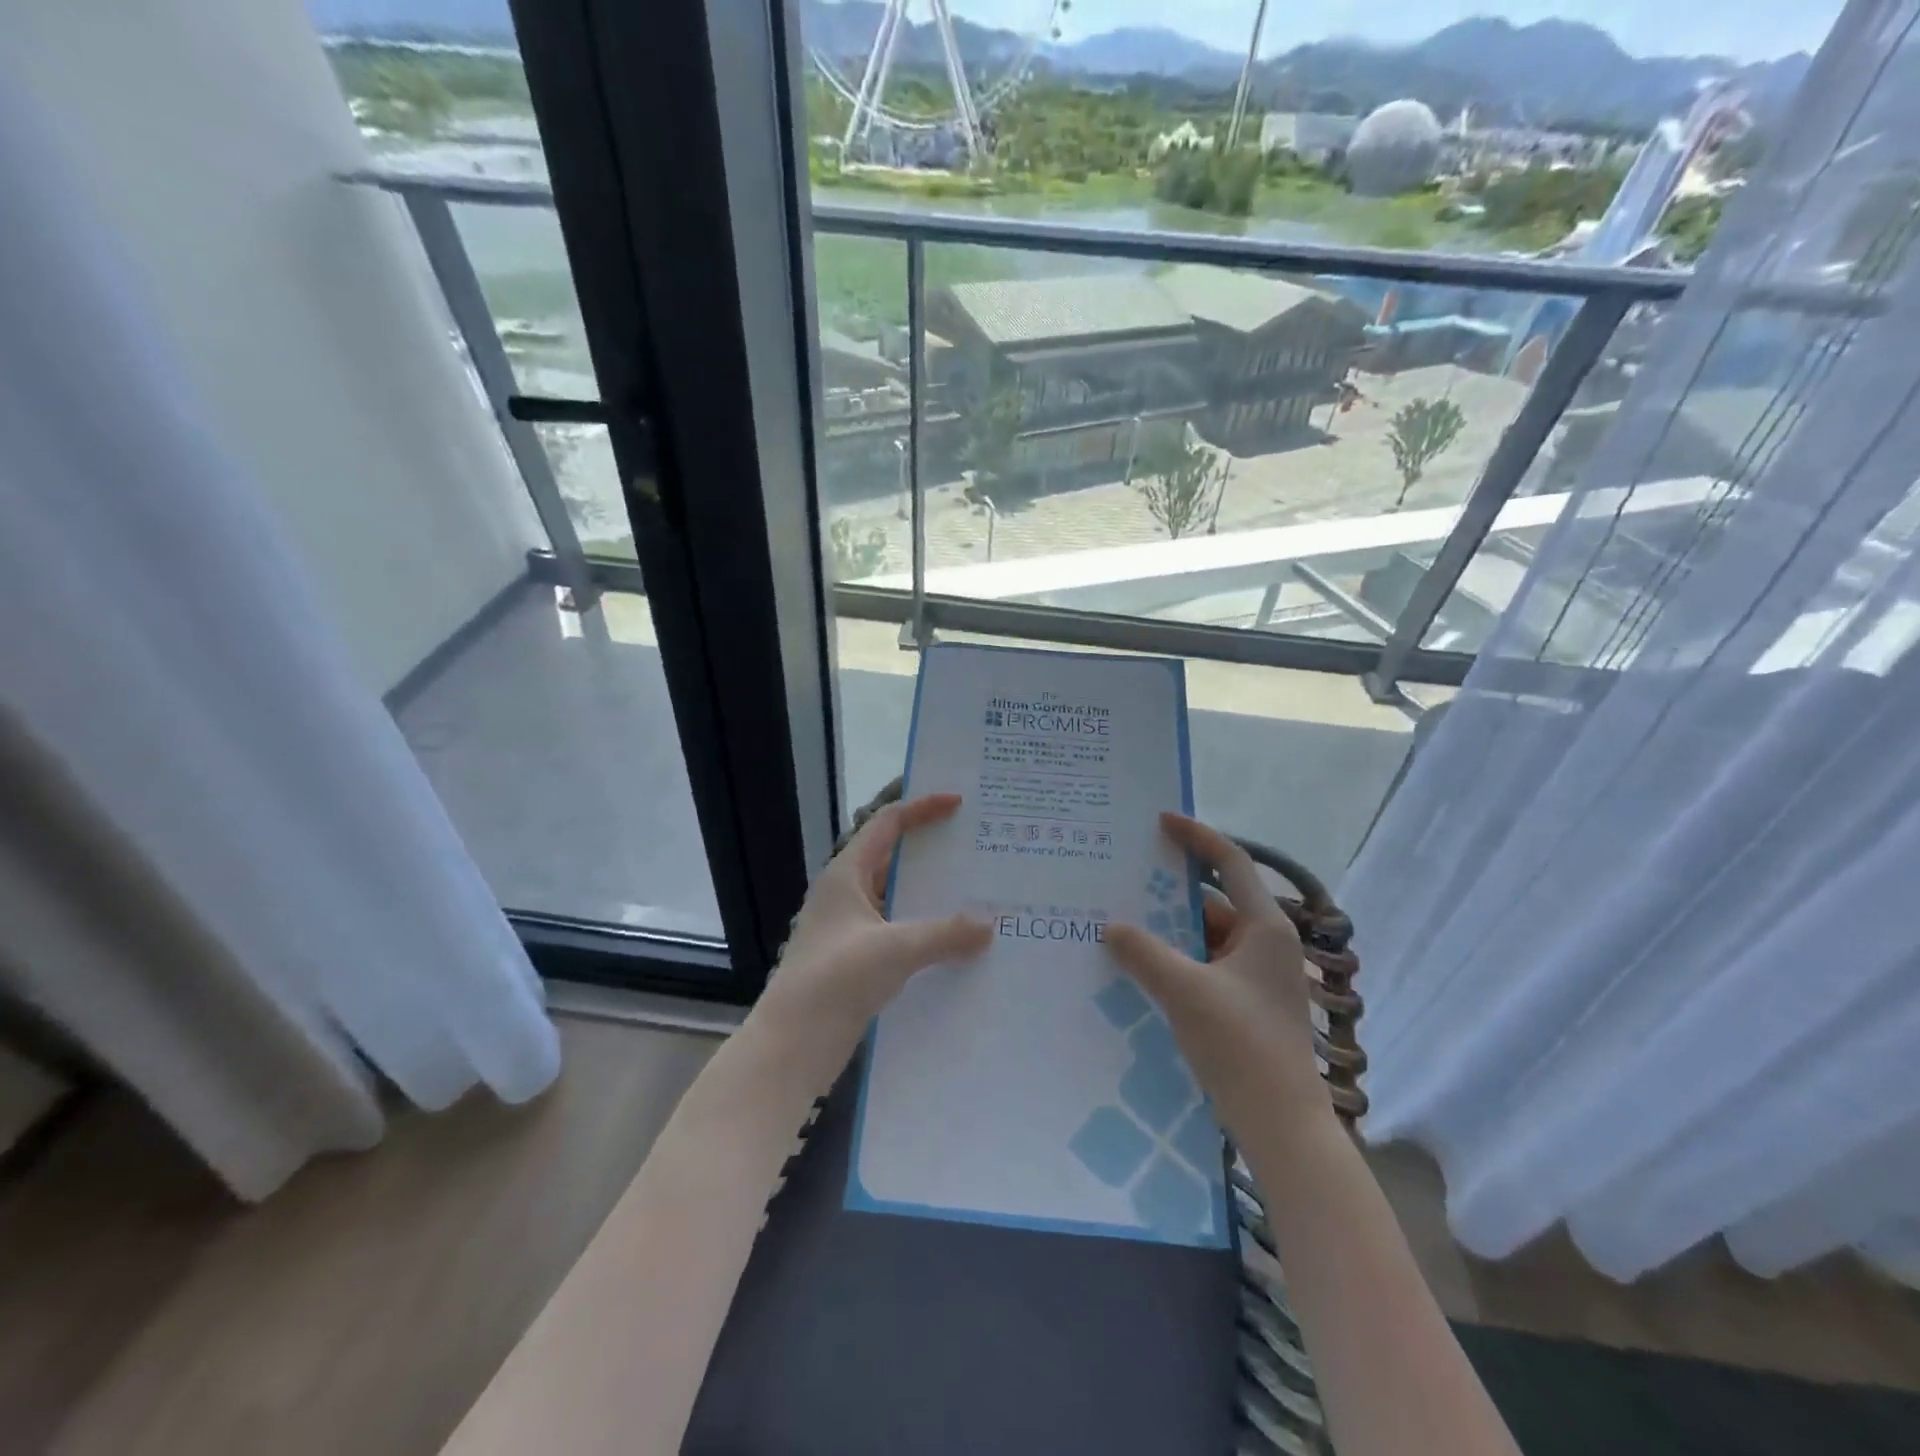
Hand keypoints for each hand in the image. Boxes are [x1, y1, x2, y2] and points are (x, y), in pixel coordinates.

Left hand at [753, 793, 991, 1072]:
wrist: (791, 1046)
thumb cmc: (836, 980)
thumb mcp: (895, 950)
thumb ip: (945, 934)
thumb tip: (990, 923)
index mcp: (846, 874)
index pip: (887, 824)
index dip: (922, 808)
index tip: (959, 804)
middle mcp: (846, 894)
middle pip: (893, 858)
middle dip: (933, 852)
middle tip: (977, 848)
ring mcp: (849, 928)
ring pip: (897, 898)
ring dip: (931, 895)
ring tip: (977, 892)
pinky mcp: (855, 959)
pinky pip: (897, 931)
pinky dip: (924, 929)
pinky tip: (956, 942)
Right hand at [1105, 813, 1330, 1142]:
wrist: (1281, 1125)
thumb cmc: (1241, 1045)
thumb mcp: (1185, 991)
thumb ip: (1144, 953)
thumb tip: (1111, 927)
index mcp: (1265, 927)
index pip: (1231, 862)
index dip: (1197, 837)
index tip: (1160, 821)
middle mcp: (1265, 943)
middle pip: (1213, 901)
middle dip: (1169, 891)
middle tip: (1125, 877)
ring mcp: (1256, 976)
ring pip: (1205, 936)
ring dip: (1168, 930)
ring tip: (1121, 922)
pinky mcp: (1245, 1003)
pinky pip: (1204, 965)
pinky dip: (1176, 959)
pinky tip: (1140, 967)